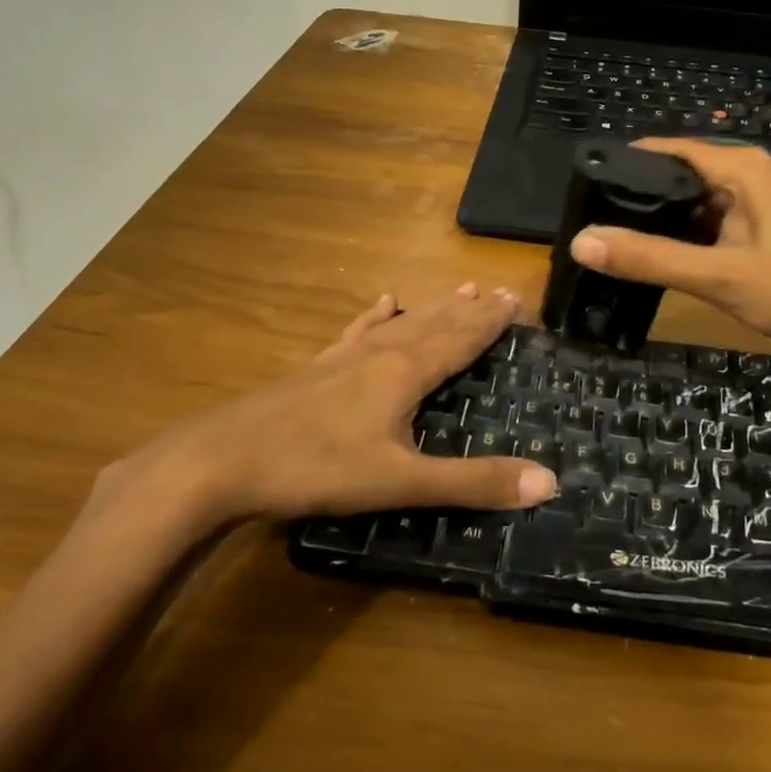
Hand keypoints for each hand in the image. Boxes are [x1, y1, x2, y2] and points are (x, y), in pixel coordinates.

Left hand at [84, 285, 556, 553]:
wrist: (221, 459)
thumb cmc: (317, 468)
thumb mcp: (402, 482)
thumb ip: (474, 482)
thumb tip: (549, 482)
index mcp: (406, 372)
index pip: (461, 338)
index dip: (491, 321)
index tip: (517, 299)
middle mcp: (380, 353)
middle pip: (435, 324)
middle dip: (470, 310)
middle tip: (499, 291)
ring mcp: (344, 356)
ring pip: (402, 324)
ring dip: (434, 308)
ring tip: (460, 288)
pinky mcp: (317, 367)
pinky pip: (358, 331)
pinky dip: (376, 316)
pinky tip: (383, 302)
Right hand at [569, 139, 770, 368]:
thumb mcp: (718, 276)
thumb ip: (649, 258)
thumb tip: (580, 241)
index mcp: (742, 169)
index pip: (667, 150)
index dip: (625, 164)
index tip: (582, 187)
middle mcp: (749, 175)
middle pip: (678, 175)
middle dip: (636, 196)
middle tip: (588, 221)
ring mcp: (758, 203)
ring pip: (693, 202)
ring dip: (658, 220)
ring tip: (610, 238)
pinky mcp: (761, 229)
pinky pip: (710, 222)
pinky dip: (683, 236)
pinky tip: (656, 257)